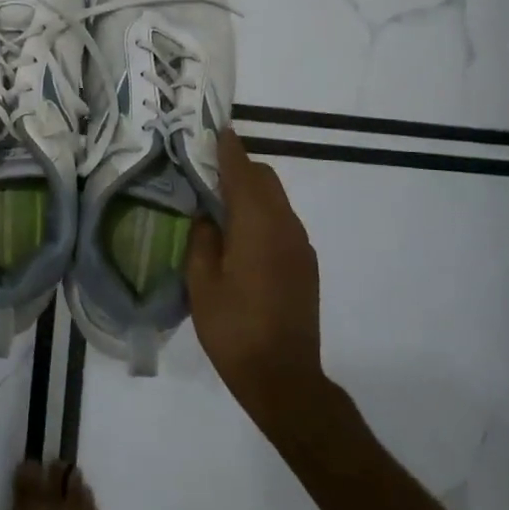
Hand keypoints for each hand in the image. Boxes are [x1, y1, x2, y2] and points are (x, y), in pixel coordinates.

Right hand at [186, 129, 324, 427]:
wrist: (285, 379)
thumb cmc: (234, 329)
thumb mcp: (201, 284)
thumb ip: (202, 240)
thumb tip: (207, 217)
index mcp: (257, 224)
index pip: (243, 172)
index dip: (229, 149)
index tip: (217, 130)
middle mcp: (285, 226)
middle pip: (265, 179)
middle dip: (240, 168)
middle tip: (209, 173)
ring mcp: (300, 245)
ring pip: (277, 200)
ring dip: (253, 193)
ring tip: (222, 206)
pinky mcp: (306, 264)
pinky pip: (283, 222)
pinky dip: (263, 214)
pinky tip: (243, 238)